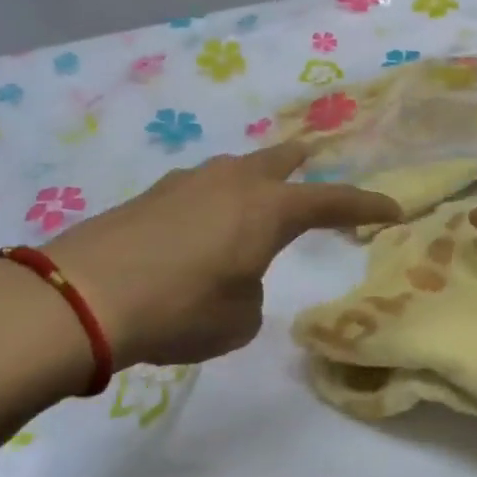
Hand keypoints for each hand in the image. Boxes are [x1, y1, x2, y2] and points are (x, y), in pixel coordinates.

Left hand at [46, 141, 399, 371]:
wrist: (83, 297)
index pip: (333, 201)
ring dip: (253, 179)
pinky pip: (200, 188)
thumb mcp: (239, 320)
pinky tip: (201, 222)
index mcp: (268, 208)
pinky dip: (213, 199)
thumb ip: (252, 292)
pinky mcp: (152, 194)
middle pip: (280, 159)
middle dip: (303, 162)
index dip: (366, 205)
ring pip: (235, 169)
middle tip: (316, 157)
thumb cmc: (180, 309)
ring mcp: (188, 181)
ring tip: (255, 195)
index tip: (393, 208)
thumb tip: (235, 276)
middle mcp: (234, 182)